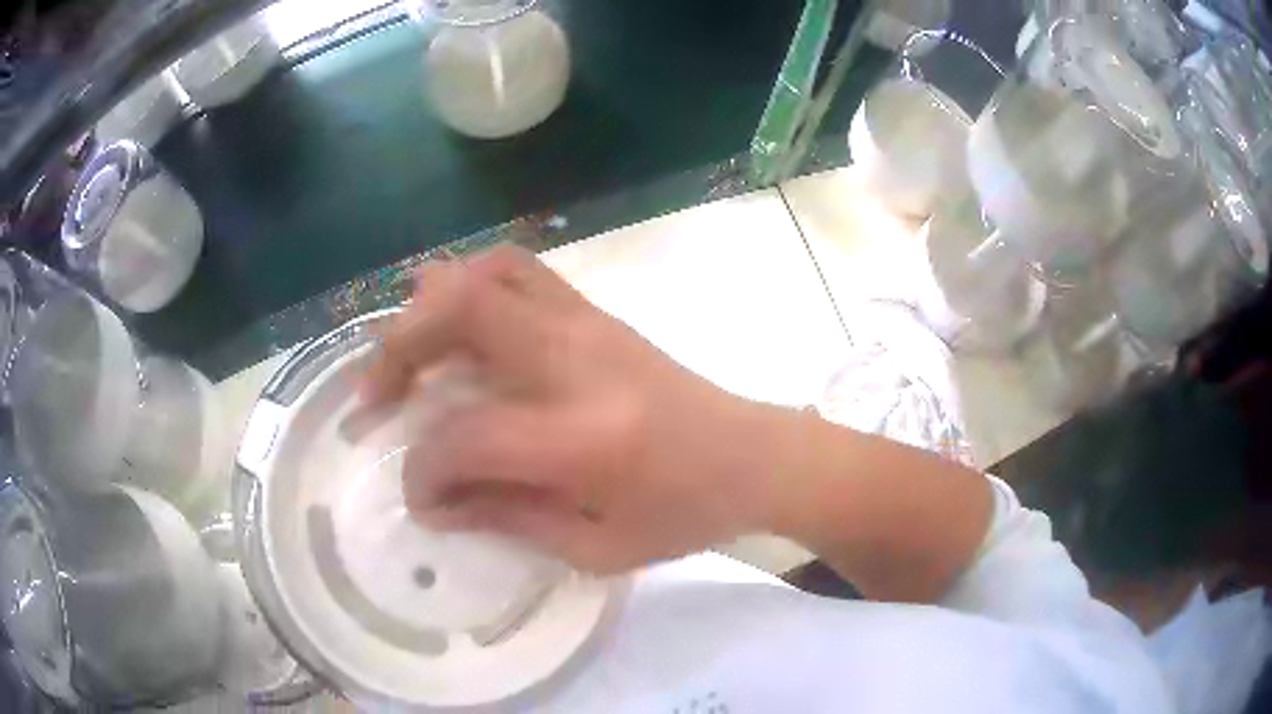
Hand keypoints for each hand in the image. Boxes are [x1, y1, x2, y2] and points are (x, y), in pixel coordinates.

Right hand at [361, 246, 780, 573]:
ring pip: (487, 272)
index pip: (466, 437)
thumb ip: (507, 519)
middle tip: (376, 396)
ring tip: (409, 355)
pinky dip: (471, 286)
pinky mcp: (596, 313)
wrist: (753, 456)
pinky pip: (518, 271)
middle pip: (460, 312)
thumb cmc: (684, 514)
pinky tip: (458, 331)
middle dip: (399, 348)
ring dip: (431, 306)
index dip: (425, 471)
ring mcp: (589, 324)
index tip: (419, 496)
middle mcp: (579, 362)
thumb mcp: (597, 547)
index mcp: (584, 438)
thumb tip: (435, 500)